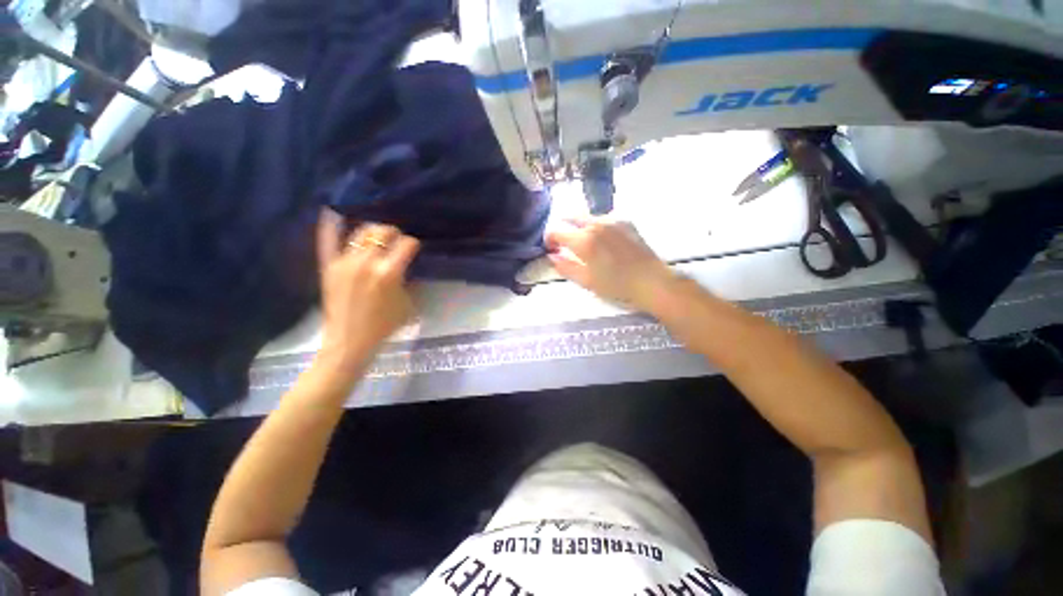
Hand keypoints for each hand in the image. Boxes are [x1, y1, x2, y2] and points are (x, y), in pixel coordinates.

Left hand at [316, 209, 419, 367]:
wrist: (350, 341)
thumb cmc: (384, 325)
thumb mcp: (408, 303)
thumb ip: (408, 279)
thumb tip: (406, 264)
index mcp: (389, 273)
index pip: (407, 245)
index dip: (414, 244)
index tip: (414, 248)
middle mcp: (366, 262)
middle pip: (383, 232)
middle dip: (394, 233)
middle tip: (397, 240)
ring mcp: (345, 262)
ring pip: (360, 233)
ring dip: (373, 230)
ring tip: (377, 236)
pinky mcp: (329, 266)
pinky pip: (328, 241)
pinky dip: (330, 226)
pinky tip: (333, 211)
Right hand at [545, 216, 677, 311]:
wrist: (651, 281)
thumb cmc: (616, 286)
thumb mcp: (586, 281)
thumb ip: (565, 267)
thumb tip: (552, 256)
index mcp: (584, 240)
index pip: (556, 231)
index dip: (549, 239)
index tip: (552, 249)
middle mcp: (596, 224)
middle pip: (571, 218)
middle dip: (564, 229)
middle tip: (566, 245)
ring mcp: (612, 220)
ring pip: (587, 217)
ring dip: (580, 227)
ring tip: (586, 245)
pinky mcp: (625, 220)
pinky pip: (603, 218)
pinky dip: (597, 226)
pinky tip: (604, 241)